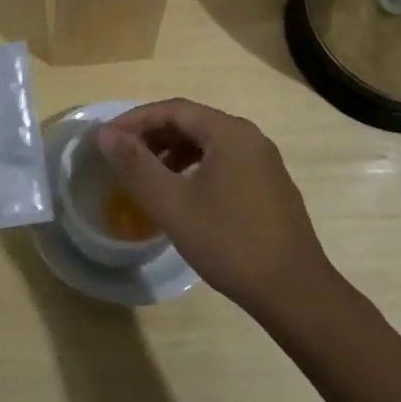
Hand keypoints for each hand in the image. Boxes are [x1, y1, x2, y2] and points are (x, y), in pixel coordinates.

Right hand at [96, 99, 332, 314]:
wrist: (294, 292)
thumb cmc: (229, 243)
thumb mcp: (172, 204)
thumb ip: (136, 165)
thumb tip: (105, 134)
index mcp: (229, 132)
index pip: (173, 109)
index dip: (135, 120)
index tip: (107, 139)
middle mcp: (250, 137)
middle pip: (192, 122)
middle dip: (153, 135)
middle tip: (123, 157)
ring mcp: (264, 162)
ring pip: (208, 143)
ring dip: (173, 152)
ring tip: (148, 176)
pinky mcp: (270, 186)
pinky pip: (225, 162)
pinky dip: (196, 167)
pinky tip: (184, 195)